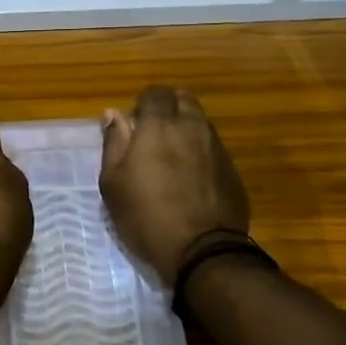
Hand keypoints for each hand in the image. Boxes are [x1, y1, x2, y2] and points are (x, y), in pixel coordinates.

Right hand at [100, 87, 249, 285]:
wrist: (202, 251)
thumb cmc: (146, 215)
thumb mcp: (113, 183)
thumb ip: (114, 142)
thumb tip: (113, 114)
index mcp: (160, 125)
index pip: (155, 92)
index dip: (143, 104)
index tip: (133, 126)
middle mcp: (192, 127)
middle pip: (183, 100)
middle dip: (168, 109)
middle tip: (153, 136)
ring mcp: (217, 148)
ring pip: (201, 123)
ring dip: (186, 130)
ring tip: (172, 159)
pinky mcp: (232, 170)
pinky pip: (213, 148)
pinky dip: (201, 153)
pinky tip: (191, 180)